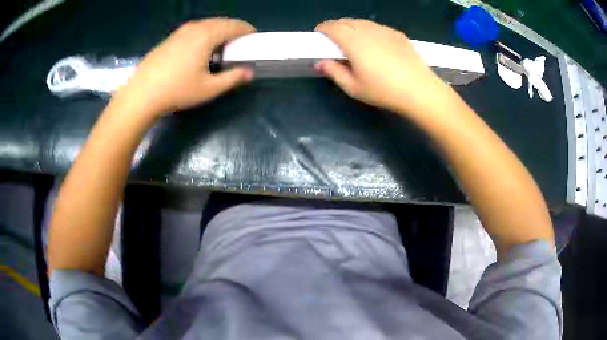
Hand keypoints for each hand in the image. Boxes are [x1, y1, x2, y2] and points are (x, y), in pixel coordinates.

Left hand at [118, 18, 254, 116]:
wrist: (142, 94)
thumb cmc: (177, 91)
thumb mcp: (209, 88)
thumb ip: (232, 78)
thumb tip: (249, 73)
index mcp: (206, 36)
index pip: (233, 26)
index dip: (246, 29)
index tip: (253, 36)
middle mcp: (194, 28)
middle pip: (220, 21)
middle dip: (233, 27)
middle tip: (239, 39)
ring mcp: (179, 32)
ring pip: (205, 23)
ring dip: (218, 28)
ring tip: (221, 41)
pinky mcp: (169, 38)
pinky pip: (193, 28)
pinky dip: (204, 31)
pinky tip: (200, 45)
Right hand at [315, 18, 450, 114]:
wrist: (419, 90)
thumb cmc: (384, 91)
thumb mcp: (354, 87)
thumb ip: (334, 72)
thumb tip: (320, 63)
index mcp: (353, 42)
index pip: (332, 26)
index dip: (323, 28)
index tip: (320, 35)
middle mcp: (367, 30)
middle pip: (346, 21)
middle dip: (336, 27)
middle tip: (334, 40)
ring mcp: (384, 30)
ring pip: (362, 22)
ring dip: (352, 27)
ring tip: (353, 40)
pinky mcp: (397, 34)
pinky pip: (377, 26)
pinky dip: (369, 30)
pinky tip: (374, 43)